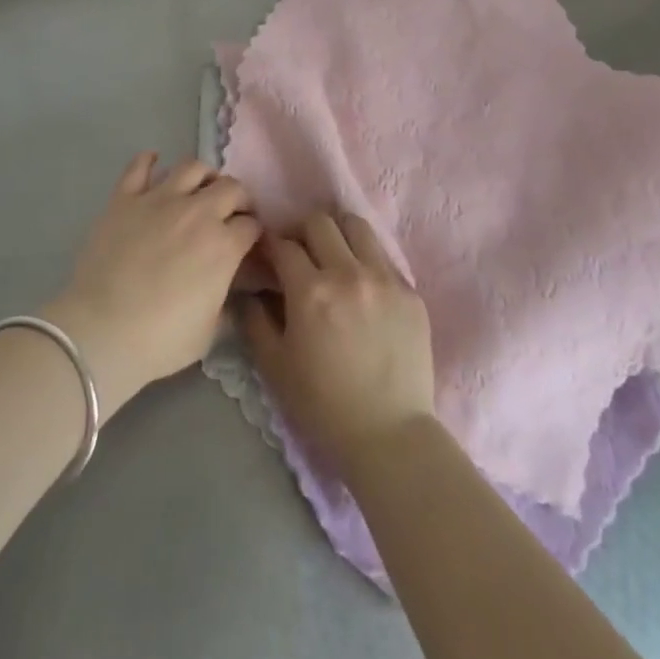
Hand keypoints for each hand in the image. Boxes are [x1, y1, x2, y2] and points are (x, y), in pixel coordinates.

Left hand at [44, 154, 259, 414]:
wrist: (102, 330)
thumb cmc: (161, 339)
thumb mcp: (210, 331)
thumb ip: (227, 302)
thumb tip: (235, 291)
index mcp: (223, 245)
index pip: (252, 225)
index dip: (253, 233)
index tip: (248, 242)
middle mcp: (197, 212)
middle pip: (231, 187)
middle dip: (238, 199)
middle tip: (231, 214)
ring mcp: (159, 199)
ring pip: (192, 167)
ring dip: (203, 176)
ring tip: (199, 189)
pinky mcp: (125, 198)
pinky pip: (139, 166)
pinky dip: (149, 161)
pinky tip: (154, 164)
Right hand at [243, 211, 436, 475]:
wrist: (390, 436)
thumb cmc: (323, 405)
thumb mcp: (274, 365)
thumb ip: (255, 319)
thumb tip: (248, 289)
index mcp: (311, 291)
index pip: (283, 244)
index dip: (269, 244)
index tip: (266, 253)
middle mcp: (348, 273)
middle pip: (320, 222)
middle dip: (301, 231)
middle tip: (298, 252)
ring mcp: (385, 279)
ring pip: (357, 226)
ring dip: (337, 233)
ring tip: (333, 255)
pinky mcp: (411, 292)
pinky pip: (383, 257)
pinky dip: (366, 260)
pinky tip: (361, 285)